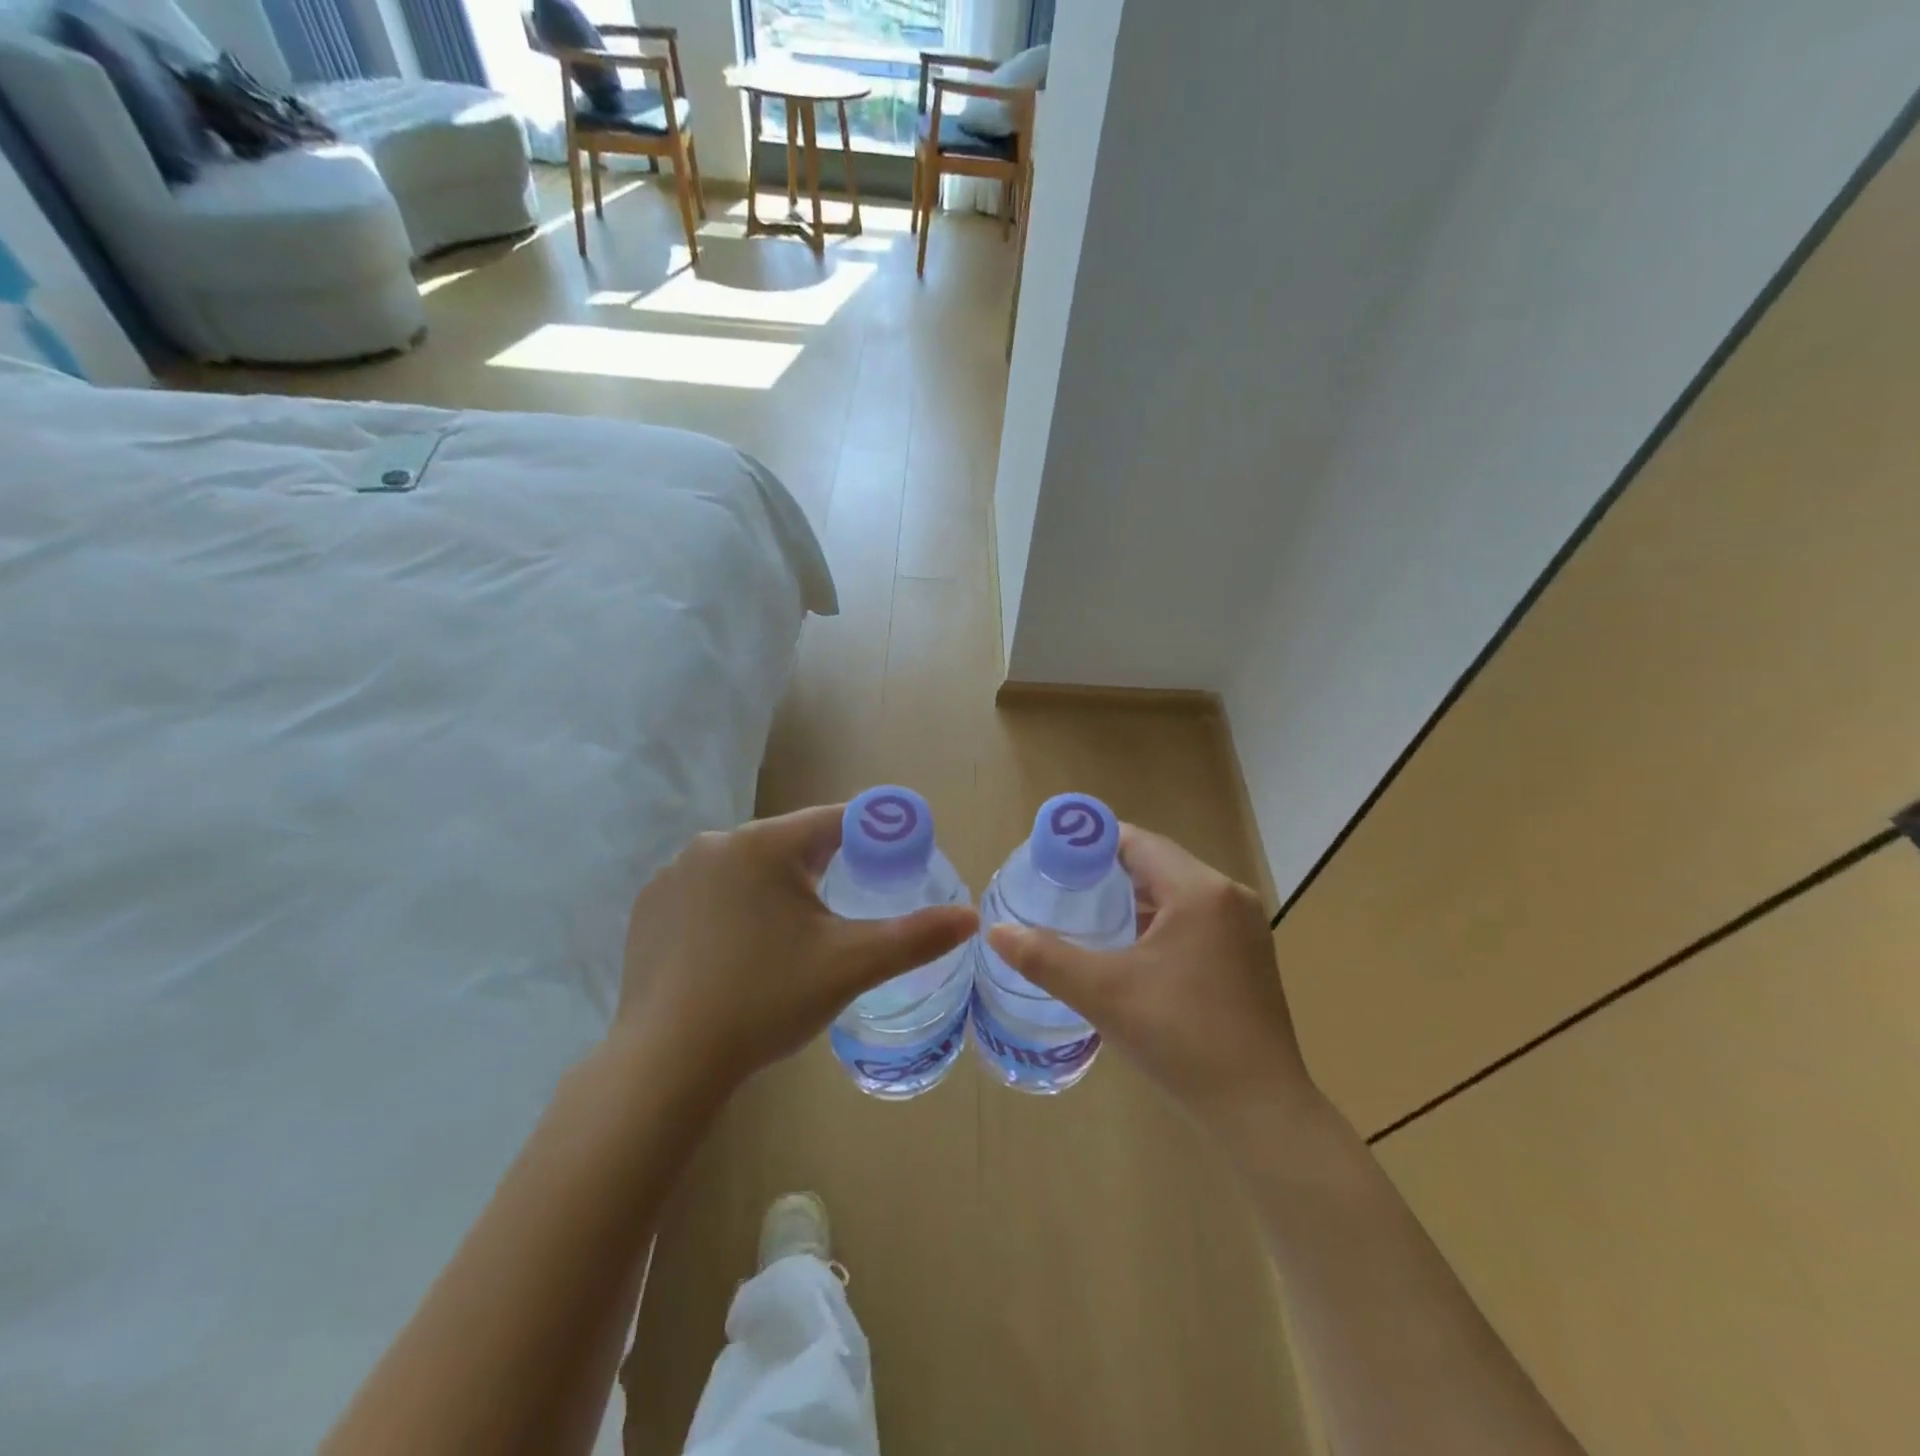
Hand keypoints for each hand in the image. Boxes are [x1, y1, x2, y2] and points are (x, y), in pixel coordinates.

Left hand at [614, 804, 977, 1102]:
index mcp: (763, 844)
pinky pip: (709, 891)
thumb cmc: (765, 1000)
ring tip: (789, 940)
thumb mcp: (850, 966)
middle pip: (789, 843)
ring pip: (747, 868)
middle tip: (840, 917)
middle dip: (822, 870)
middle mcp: (714, 843)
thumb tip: (971, 917)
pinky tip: (736, 951)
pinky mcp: (649, 906)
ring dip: (775, 889)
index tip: (895, 860)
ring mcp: (674, 874)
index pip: (834, 820)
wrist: (667, 1062)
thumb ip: (914, 936)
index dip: (872, 836)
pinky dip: (732, 907)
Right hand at [986, 825, 1315, 1133]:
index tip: (1051, 857)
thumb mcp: (1104, 994)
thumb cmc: (1182, 1039)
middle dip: (1108, 872)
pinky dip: (1159, 922)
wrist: (1259, 1112)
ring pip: (1177, 893)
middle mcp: (1229, 897)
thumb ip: (1045, 958)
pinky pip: (1194, 919)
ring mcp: (1245, 928)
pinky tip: (1130, 948)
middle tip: (1061, 888)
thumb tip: (995, 931)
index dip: (1091, 843)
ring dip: (1134, 898)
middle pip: (1157, 863)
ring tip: (1087, 914)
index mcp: (1200, 891)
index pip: (1137, 842)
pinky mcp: (1249, 956)